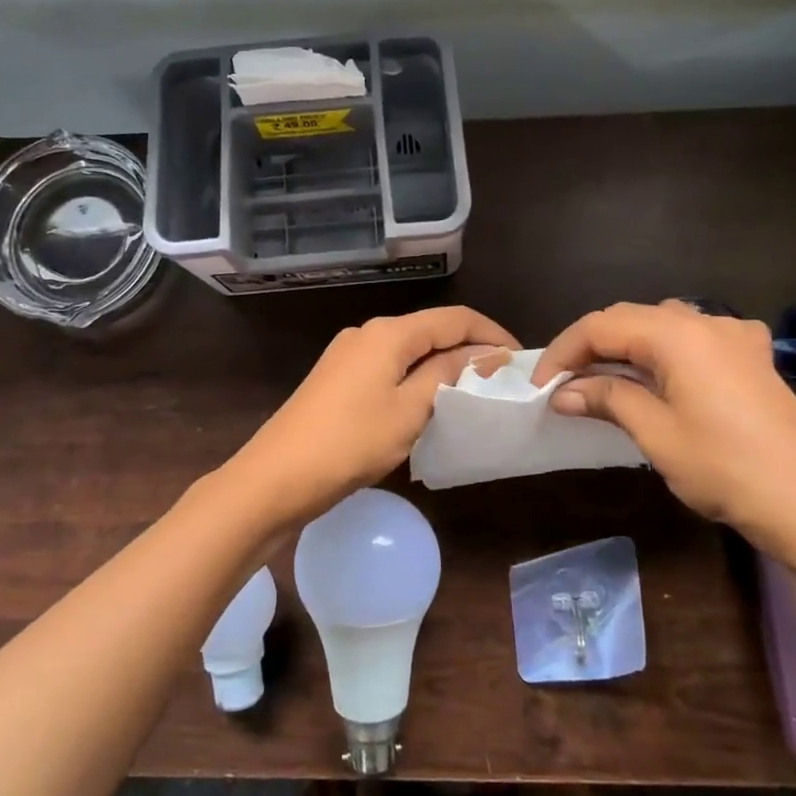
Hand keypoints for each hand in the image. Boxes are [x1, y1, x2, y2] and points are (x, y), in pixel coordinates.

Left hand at [228, 306, 518, 523]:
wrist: (275, 478)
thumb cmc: (350, 442)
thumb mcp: (410, 409)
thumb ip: (448, 374)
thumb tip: (484, 353)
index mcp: (388, 333)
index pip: (454, 318)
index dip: (491, 333)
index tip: (520, 359)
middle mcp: (367, 333)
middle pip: (430, 331)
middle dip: (468, 349)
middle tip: (501, 381)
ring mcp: (348, 355)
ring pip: (409, 351)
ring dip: (442, 367)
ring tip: (472, 394)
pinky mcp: (337, 379)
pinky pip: (388, 369)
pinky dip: (415, 380)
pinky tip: (428, 405)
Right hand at [531, 300, 795, 557]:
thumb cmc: (727, 468)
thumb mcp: (656, 434)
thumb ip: (608, 399)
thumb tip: (563, 392)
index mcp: (676, 333)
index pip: (600, 326)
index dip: (563, 351)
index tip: (540, 386)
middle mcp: (705, 321)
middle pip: (630, 318)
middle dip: (591, 346)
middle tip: (565, 385)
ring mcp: (735, 336)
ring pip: (662, 324)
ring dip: (627, 347)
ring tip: (606, 381)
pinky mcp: (754, 358)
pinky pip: (696, 338)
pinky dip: (665, 351)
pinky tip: (666, 375)